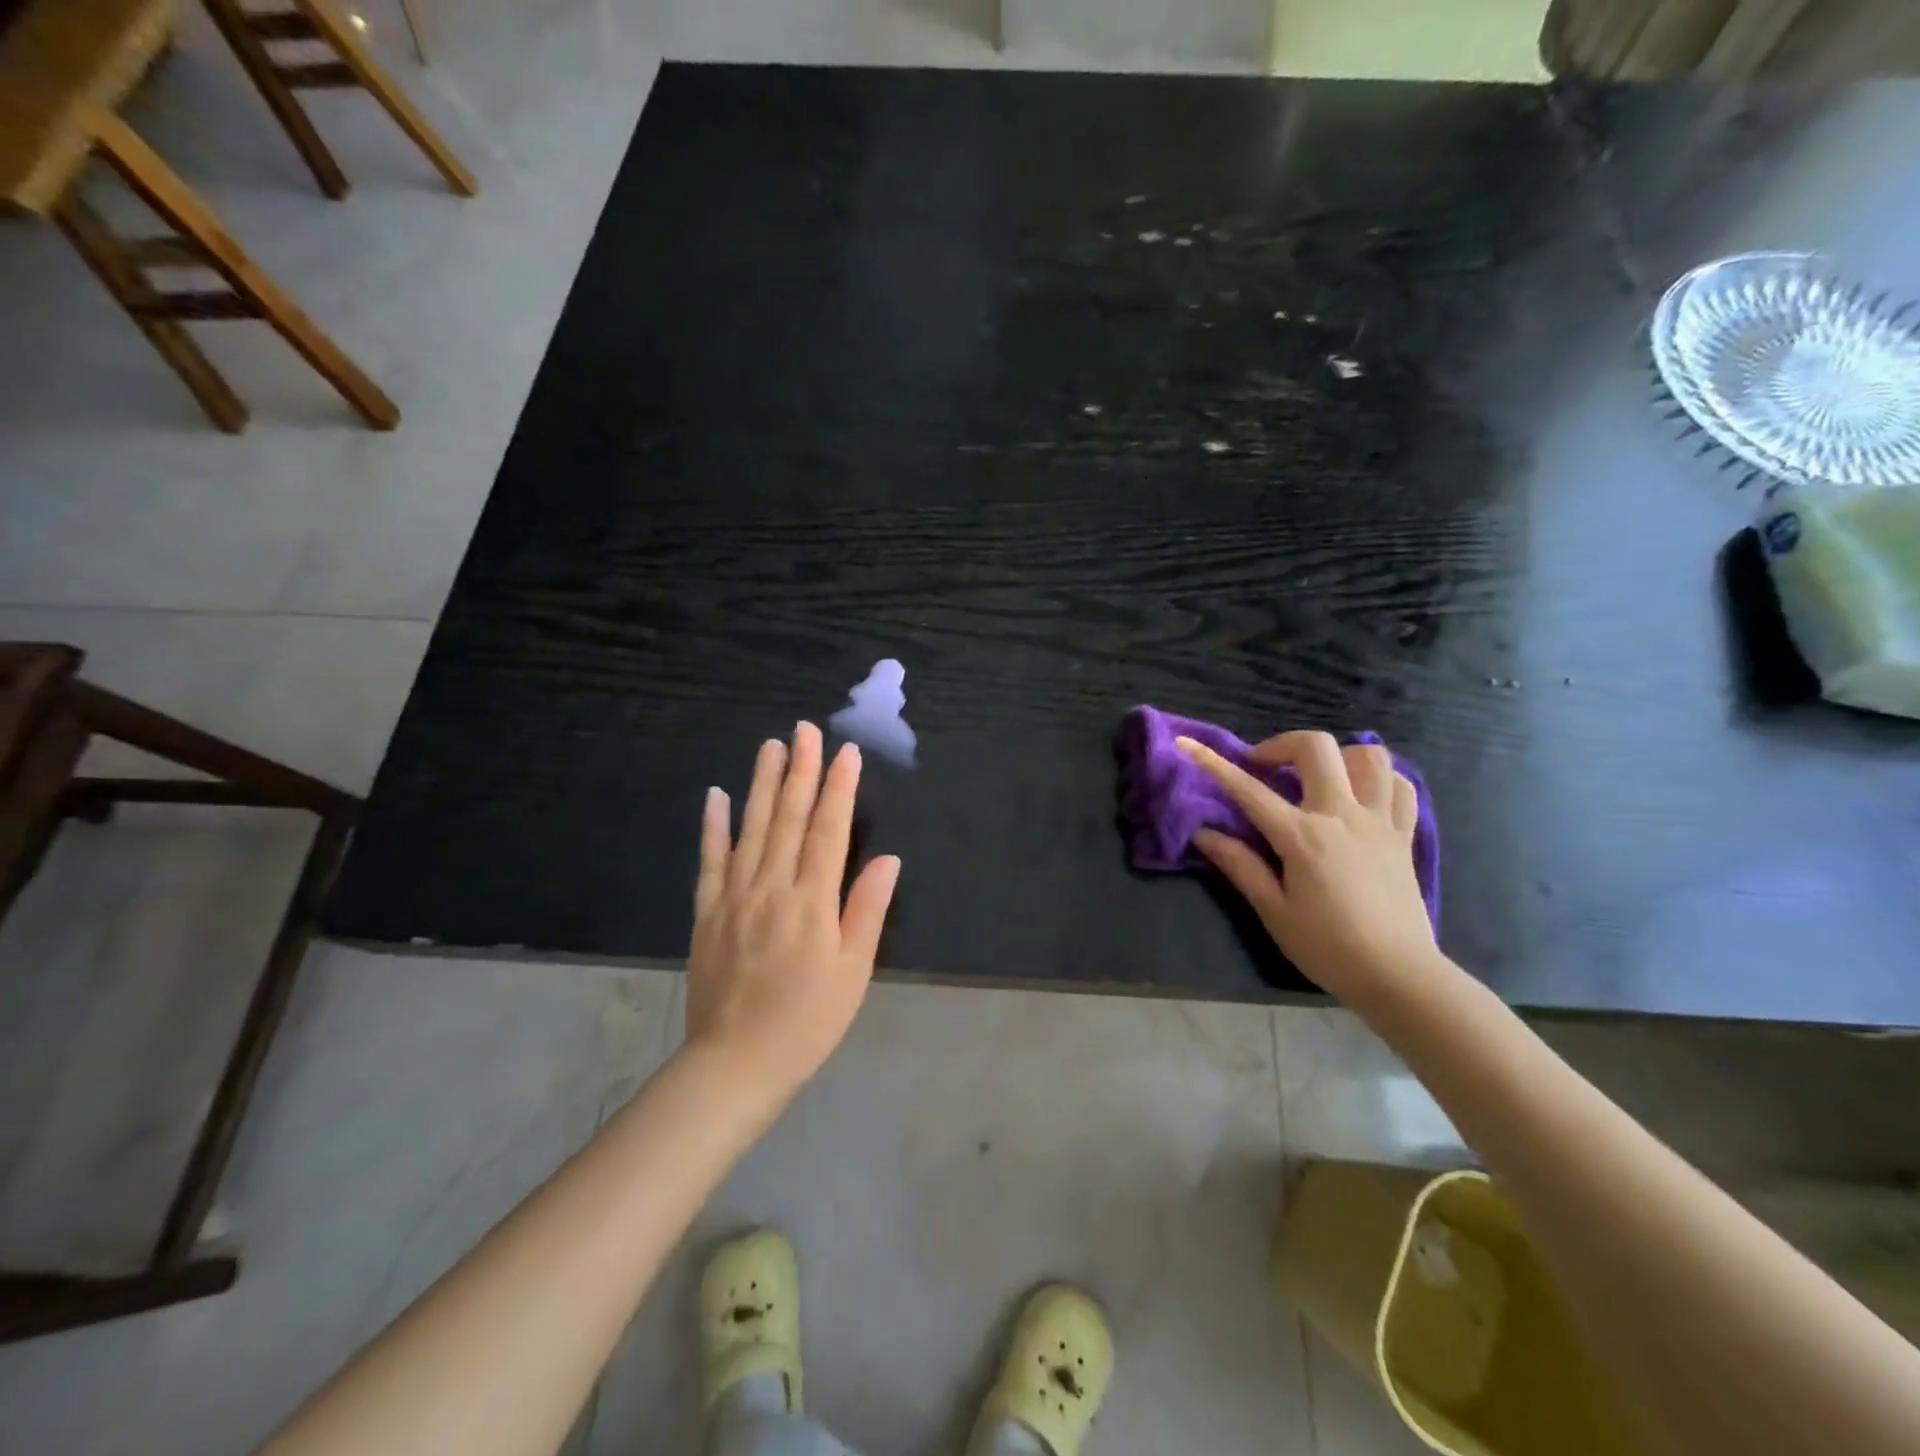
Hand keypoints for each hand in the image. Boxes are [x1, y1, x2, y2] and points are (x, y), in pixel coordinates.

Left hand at [686, 722, 901, 1101]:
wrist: (735, 1064)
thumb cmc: (807, 1021)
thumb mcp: (852, 972)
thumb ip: (866, 911)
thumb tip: (887, 859)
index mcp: (812, 902)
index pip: (828, 831)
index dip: (838, 789)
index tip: (845, 753)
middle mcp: (772, 888)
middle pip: (788, 819)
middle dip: (800, 771)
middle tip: (804, 730)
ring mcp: (734, 897)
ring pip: (750, 829)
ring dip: (761, 784)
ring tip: (770, 746)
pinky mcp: (707, 913)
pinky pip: (710, 861)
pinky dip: (713, 826)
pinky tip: (716, 796)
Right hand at [1178, 730, 1436, 1004]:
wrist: (1399, 975)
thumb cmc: (1328, 947)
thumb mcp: (1274, 911)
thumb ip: (1240, 865)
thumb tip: (1204, 833)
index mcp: (1302, 836)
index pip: (1249, 790)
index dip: (1213, 763)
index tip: (1188, 744)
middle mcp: (1342, 815)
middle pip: (1316, 748)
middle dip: (1281, 745)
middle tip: (1264, 767)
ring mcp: (1379, 821)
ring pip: (1368, 756)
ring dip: (1337, 756)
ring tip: (1317, 777)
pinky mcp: (1404, 835)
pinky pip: (1400, 786)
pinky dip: (1378, 779)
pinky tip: (1361, 795)